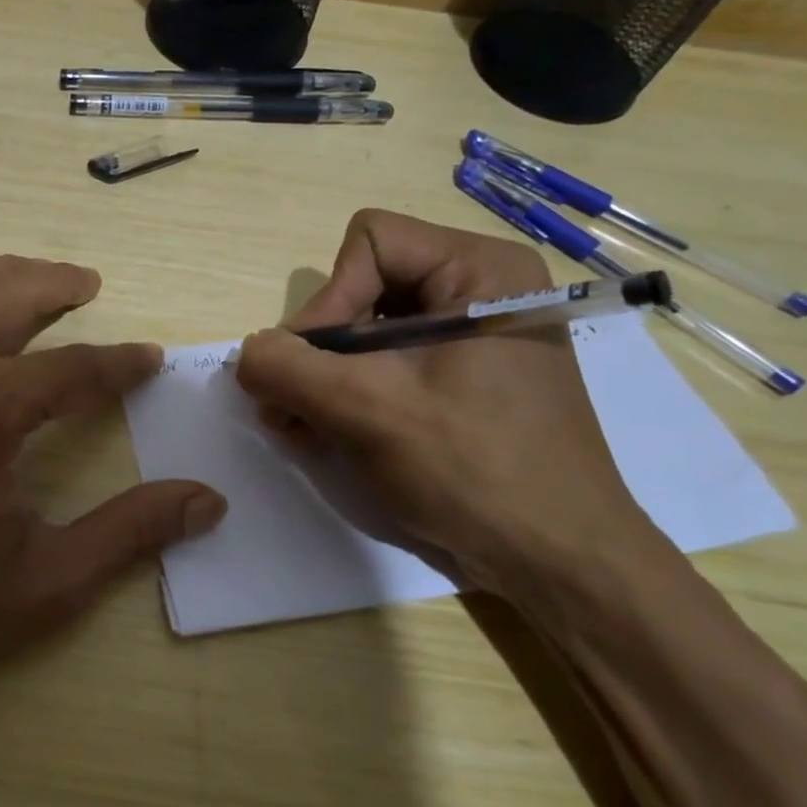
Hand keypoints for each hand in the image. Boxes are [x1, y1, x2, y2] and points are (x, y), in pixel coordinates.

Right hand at [235, 210, 672, 602]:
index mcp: (480, 269)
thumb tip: (248, 354)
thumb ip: (287, 368)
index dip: (329, 301)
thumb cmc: (473, 470)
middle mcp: (480, 288)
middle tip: (288, 406)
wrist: (558, 563)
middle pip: (363, 287)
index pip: (369, 244)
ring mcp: (473, 336)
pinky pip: (387, 362)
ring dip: (324, 376)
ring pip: (367, 328)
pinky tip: (325, 433)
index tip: (316, 370)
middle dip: (319, 349)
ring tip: (298, 426)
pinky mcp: (464, 377)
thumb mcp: (366, 410)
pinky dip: (349, 392)